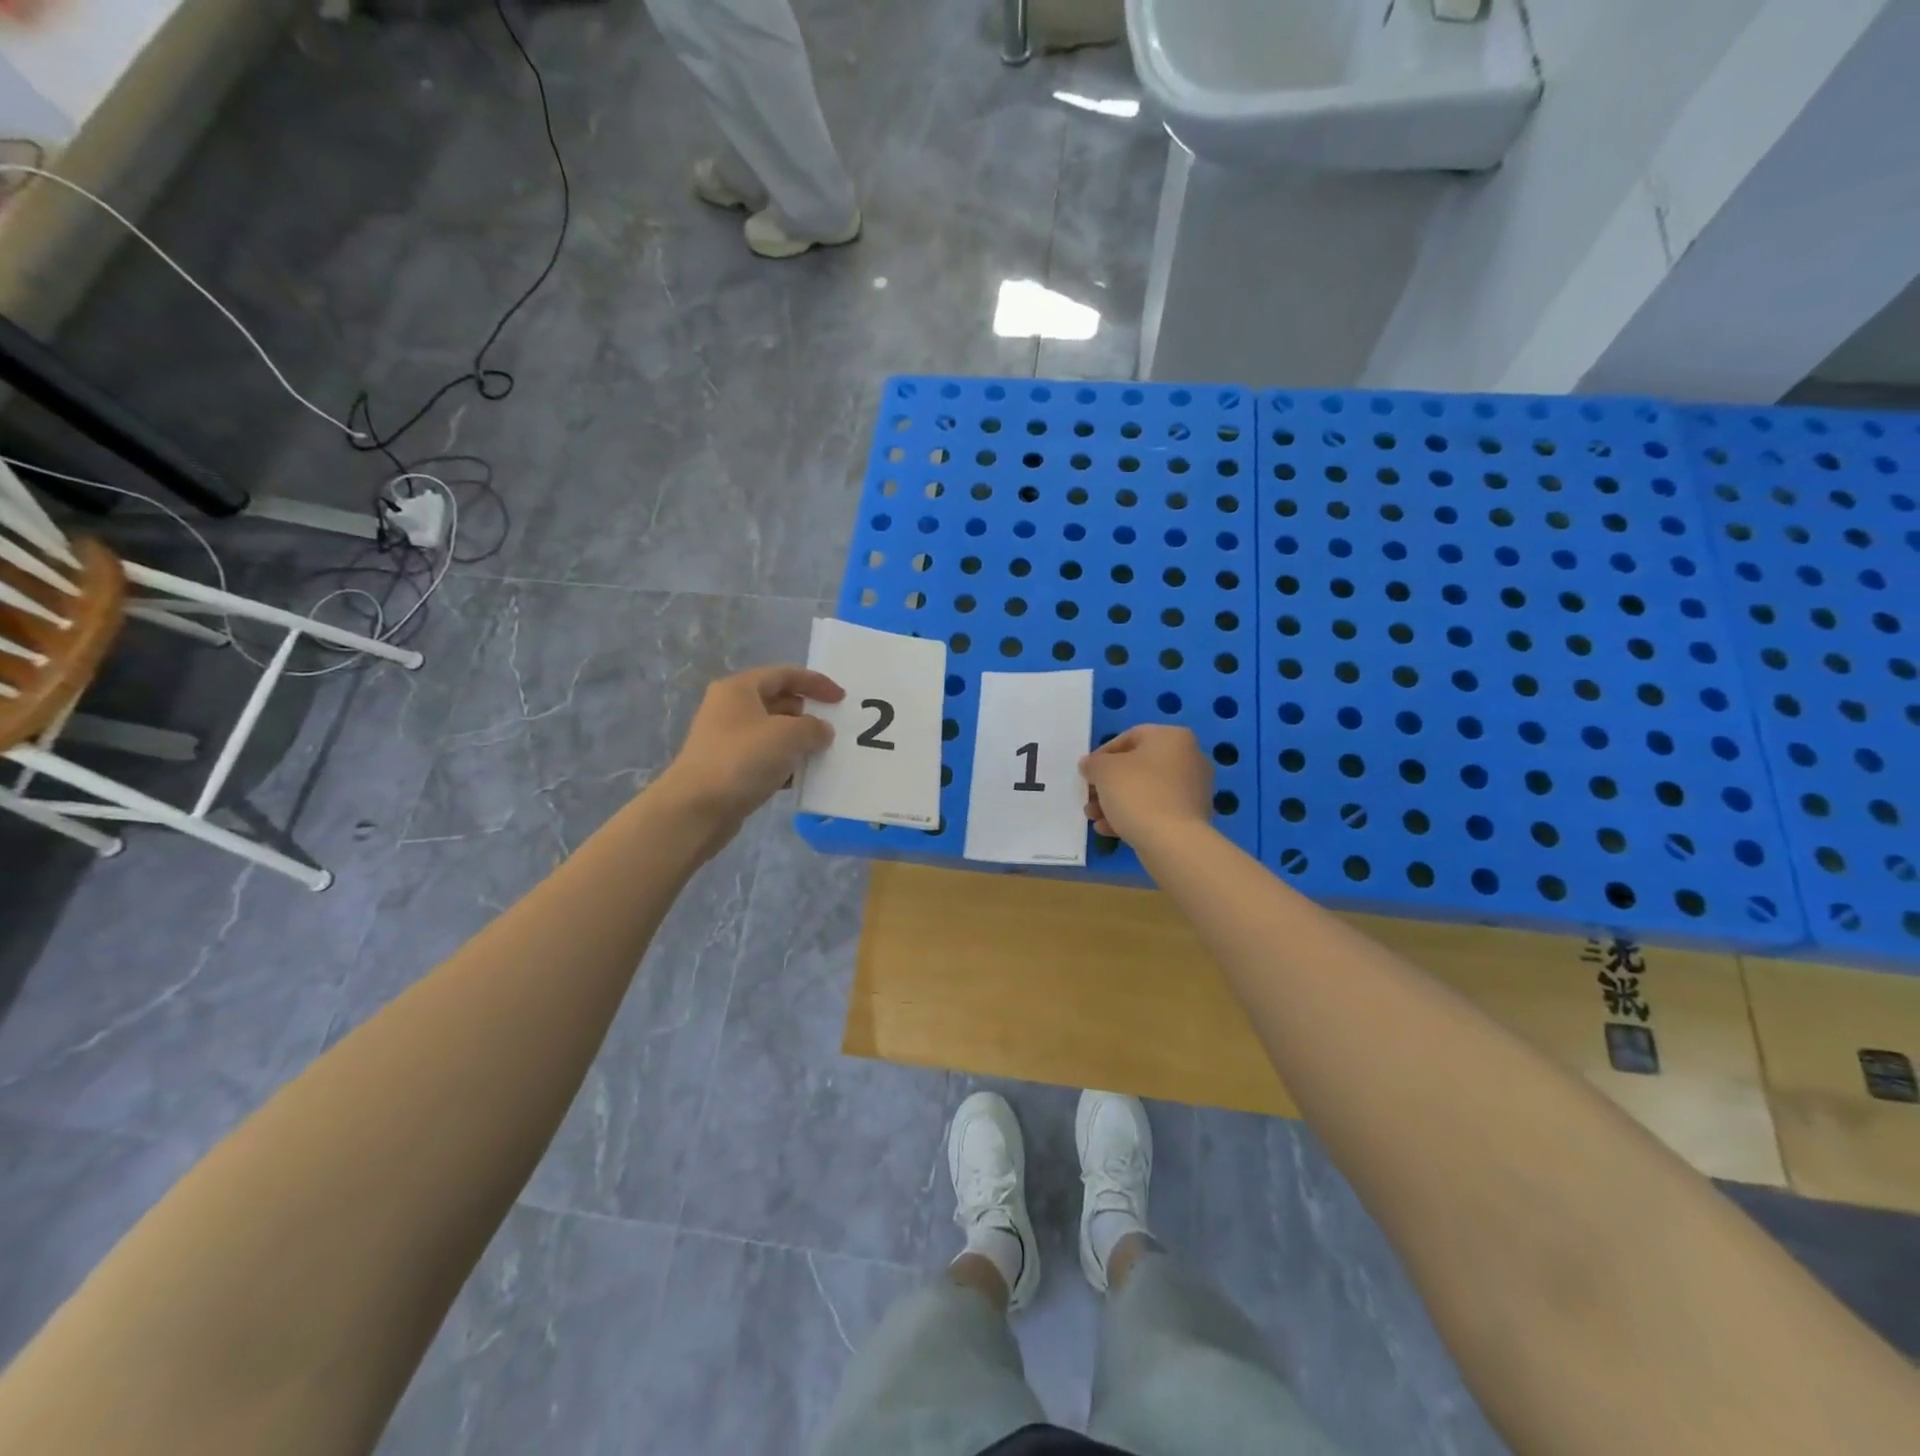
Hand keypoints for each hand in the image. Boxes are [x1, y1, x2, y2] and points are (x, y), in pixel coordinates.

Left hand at [658, 665, 843, 828]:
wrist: (696, 808)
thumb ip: (813, 728)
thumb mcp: (788, 736)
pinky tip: (798, 779)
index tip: (841, 699)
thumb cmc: (743, 760)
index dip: (816, 683)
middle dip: (807, 714)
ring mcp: (726, 739)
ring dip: (797, 741)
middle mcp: (729, 708)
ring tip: (820, 755)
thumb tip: (821, 730)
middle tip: (831, 730)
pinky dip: (783, 763)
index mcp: (739, 689)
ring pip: (772, 732)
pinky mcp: (727, 767)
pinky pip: (764, 757)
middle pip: (778, 701)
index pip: (785, 674)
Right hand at [1080, 725, 1213, 843]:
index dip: (1102, 754)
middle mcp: (1189, 758)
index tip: (1087, 773)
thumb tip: (1091, 765)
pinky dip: (1133, 816)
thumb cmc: (1137, 793)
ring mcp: (1194, 789)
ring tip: (1094, 818)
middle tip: (1089, 798)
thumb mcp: (1103, 770)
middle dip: (1108, 784)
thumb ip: (1093, 763)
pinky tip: (1110, 830)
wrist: (1173, 841)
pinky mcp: (1192, 816)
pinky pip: (1157, 810)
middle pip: (1138, 767)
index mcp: (1172, 737)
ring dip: (1116, 802)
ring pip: (1146, 791)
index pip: (1130, 737)